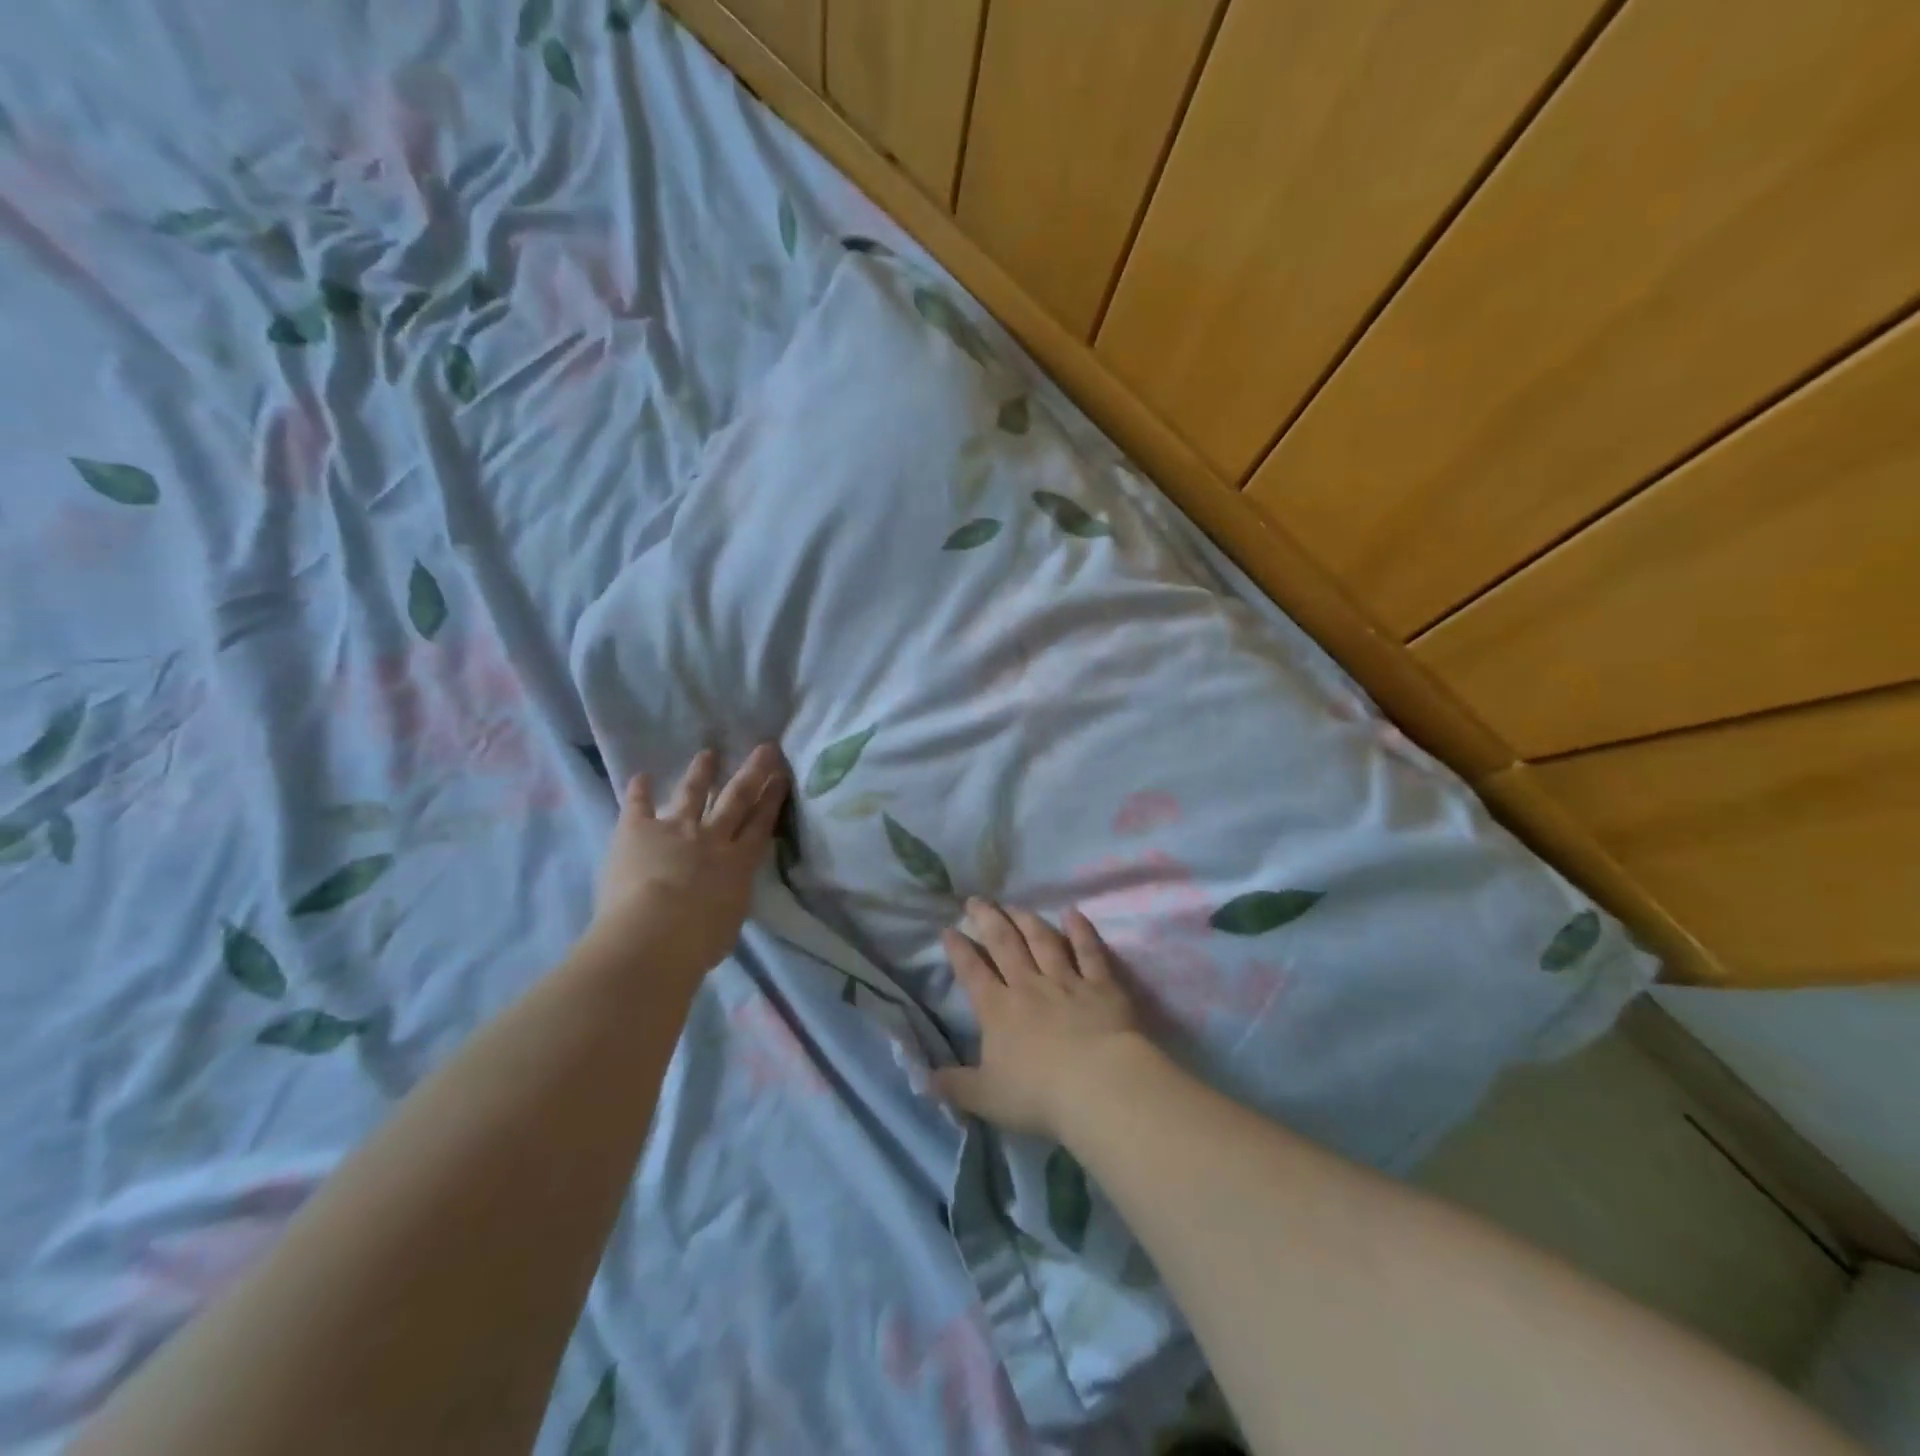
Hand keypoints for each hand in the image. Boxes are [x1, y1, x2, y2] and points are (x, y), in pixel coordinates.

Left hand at [590, 745, 788, 974]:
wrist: (653, 936)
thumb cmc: (698, 942)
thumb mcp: (729, 921)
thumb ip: (729, 899)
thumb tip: (726, 892)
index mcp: (738, 864)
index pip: (761, 825)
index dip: (773, 799)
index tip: (782, 776)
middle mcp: (711, 839)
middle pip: (736, 799)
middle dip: (753, 773)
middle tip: (765, 748)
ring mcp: (675, 830)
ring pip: (692, 794)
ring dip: (701, 773)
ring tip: (708, 753)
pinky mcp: (637, 832)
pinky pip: (638, 807)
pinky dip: (638, 791)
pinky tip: (639, 775)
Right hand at [933, 899, 1152, 1140]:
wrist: (1099, 1085)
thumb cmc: (1039, 1095)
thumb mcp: (986, 1098)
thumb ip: (954, 1086)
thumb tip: (923, 1079)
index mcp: (998, 1010)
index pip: (972, 972)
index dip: (958, 950)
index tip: (948, 929)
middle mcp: (1029, 986)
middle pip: (1004, 944)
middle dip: (987, 920)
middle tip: (976, 900)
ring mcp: (1067, 981)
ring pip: (1043, 941)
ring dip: (1027, 920)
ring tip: (1015, 905)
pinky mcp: (1102, 985)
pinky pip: (1089, 951)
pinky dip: (1081, 931)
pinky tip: (1073, 913)